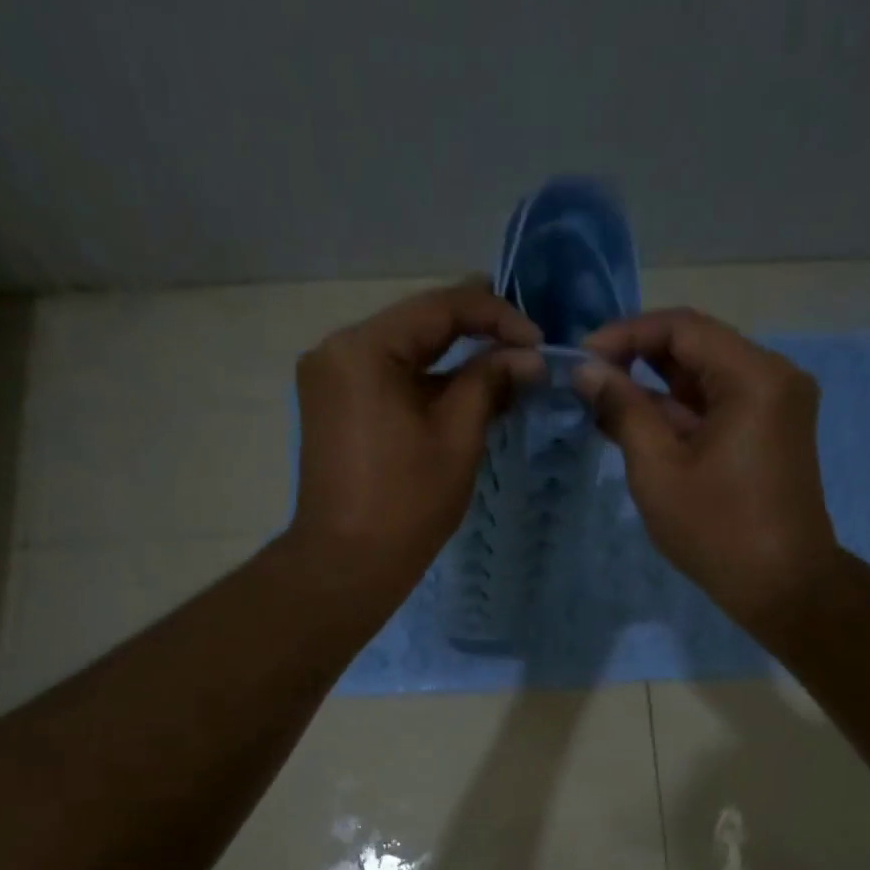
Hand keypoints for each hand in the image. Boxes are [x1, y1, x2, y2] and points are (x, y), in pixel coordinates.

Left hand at [290, 279, 541, 608]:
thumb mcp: (457, 437)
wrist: (348, 562)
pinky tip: (463, 394)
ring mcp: (330, 378)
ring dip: (452, 360)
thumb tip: (528, 357)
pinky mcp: (333, 405)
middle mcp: (337, 349)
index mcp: (364, 348)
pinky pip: (387, 377)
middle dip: (476, 334)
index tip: (539, 341)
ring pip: (404, 351)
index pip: (440, 307)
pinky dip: (426, 382)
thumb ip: (491, 383)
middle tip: (526, 347)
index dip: (497, 316)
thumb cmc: (407, 503)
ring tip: (504, 371)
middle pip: (418, 324)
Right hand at [576, 308, 838, 633]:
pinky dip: (682, 414)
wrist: (782, 586)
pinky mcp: (772, 432)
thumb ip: (622, 410)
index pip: (683, 327)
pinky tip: (640, 428)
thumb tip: (587, 371)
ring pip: (707, 378)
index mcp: (755, 376)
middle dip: (639, 361)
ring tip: (605, 409)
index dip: (626, 335)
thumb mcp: (658, 469)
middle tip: (590, 385)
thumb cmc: (717, 530)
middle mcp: (775, 377)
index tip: (583, 360)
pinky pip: (721, 406)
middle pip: (698, 348)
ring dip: (658, 390)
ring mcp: (777, 406)